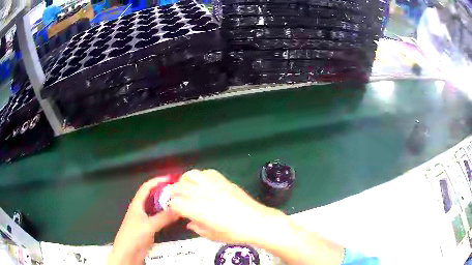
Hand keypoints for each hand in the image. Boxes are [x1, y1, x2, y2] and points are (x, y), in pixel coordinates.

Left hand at [108, 176, 179, 264]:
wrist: (128, 252)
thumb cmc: (134, 235)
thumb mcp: (149, 225)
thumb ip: (164, 217)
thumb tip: (179, 209)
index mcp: (137, 204)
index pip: (147, 187)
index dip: (157, 181)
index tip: (170, 179)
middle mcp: (141, 209)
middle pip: (152, 197)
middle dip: (164, 192)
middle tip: (178, 191)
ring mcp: (144, 219)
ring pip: (156, 208)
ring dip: (166, 205)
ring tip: (179, 202)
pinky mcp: (148, 228)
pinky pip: (159, 218)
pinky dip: (166, 216)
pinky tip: (174, 218)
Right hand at [169, 169, 286, 245]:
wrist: (257, 221)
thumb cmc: (234, 233)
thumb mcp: (212, 236)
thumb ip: (197, 228)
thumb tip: (190, 223)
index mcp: (197, 210)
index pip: (175, 202)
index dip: (172, 206)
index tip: (174, 210)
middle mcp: (202, 194)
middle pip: (179, 187)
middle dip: (173, 192)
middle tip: (176, 198)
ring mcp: (213, 185)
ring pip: (191, 175)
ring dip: (185, 180)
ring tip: (186, 187)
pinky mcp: (224, 181)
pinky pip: (207, 172)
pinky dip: (200, 176)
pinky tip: (202, 183)